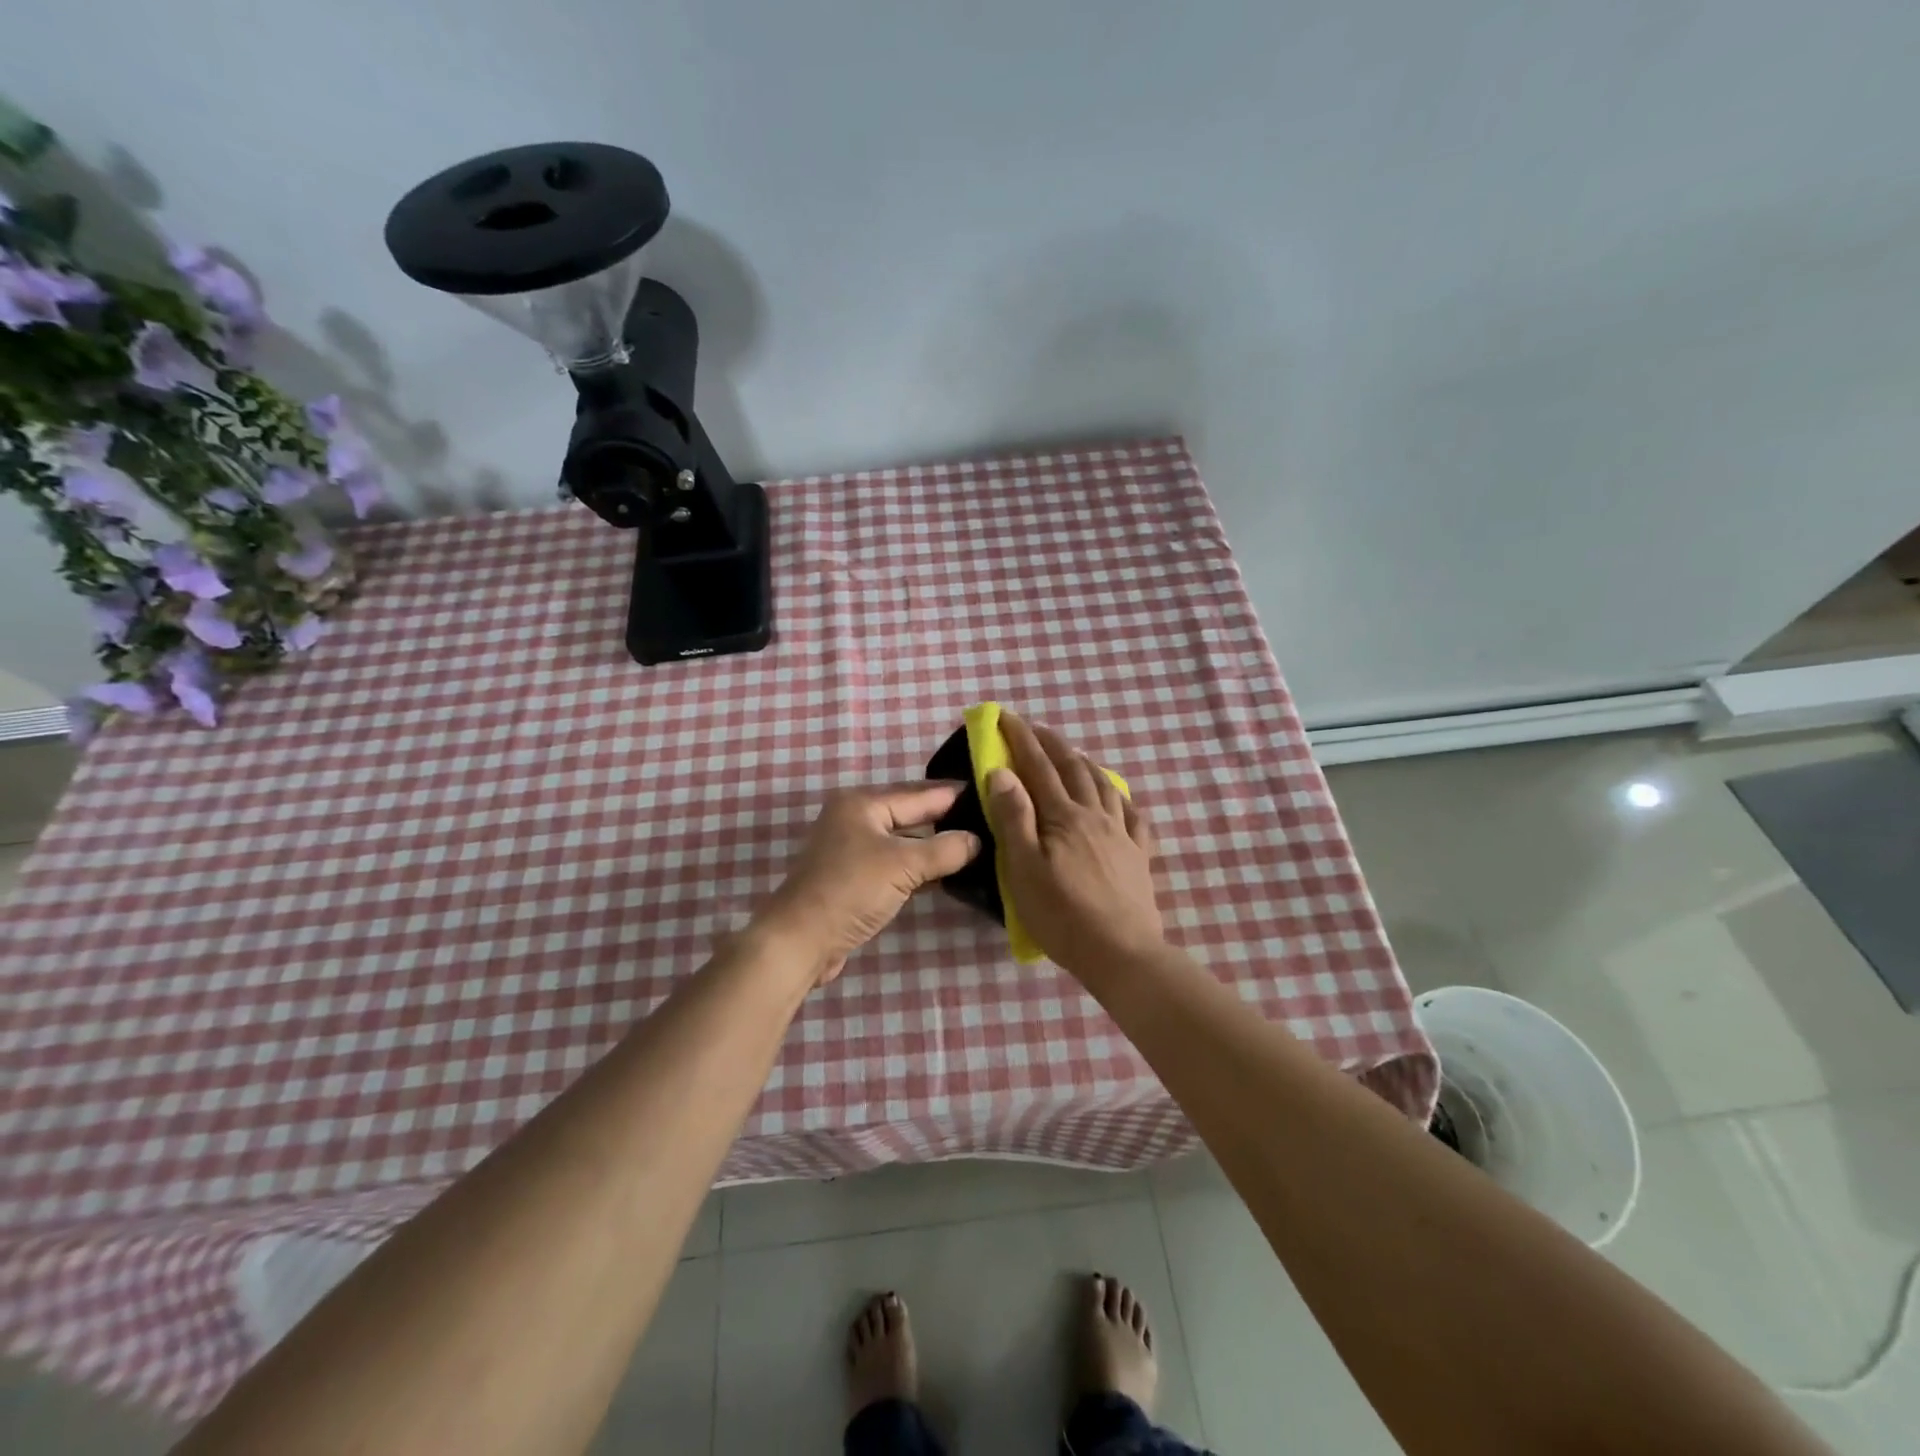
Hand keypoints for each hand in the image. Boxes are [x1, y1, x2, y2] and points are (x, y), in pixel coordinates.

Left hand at [756, 782, 981, 985]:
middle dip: (946, 819)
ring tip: (976, 844)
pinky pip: (895, 863)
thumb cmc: (851, 890)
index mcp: (862, 803)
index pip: (919, 793)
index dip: (954, 795)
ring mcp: (852, 849)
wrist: (800, 940)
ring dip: (934, 846)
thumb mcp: (903, 865)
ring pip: (904, 840)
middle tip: (988, 819)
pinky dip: (918, 867)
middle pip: (911, 814)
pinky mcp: (854, 878)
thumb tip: (977, 840)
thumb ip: (945, 850)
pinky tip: (946, 872)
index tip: (990, 792)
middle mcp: (856, 818)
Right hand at [986, 713, 1164, 975]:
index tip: (1006, 716)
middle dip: (1051, 744)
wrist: (1121, 952)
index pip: (1038, 766)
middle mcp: (1095, 815)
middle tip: (1034, 728)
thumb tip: (1002, 771)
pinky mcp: (1139, 855)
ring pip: (1103, 784)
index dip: (1021, 738)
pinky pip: (1132, 814)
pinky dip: (1119, 796)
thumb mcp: (1024, 868)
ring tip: (1072, 755)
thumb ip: (1013, 817)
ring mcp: (1122, 834)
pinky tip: (1116, 797)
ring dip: (1084, 763)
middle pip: (1073, 768)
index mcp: (1063, 816)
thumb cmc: (1062, 914)